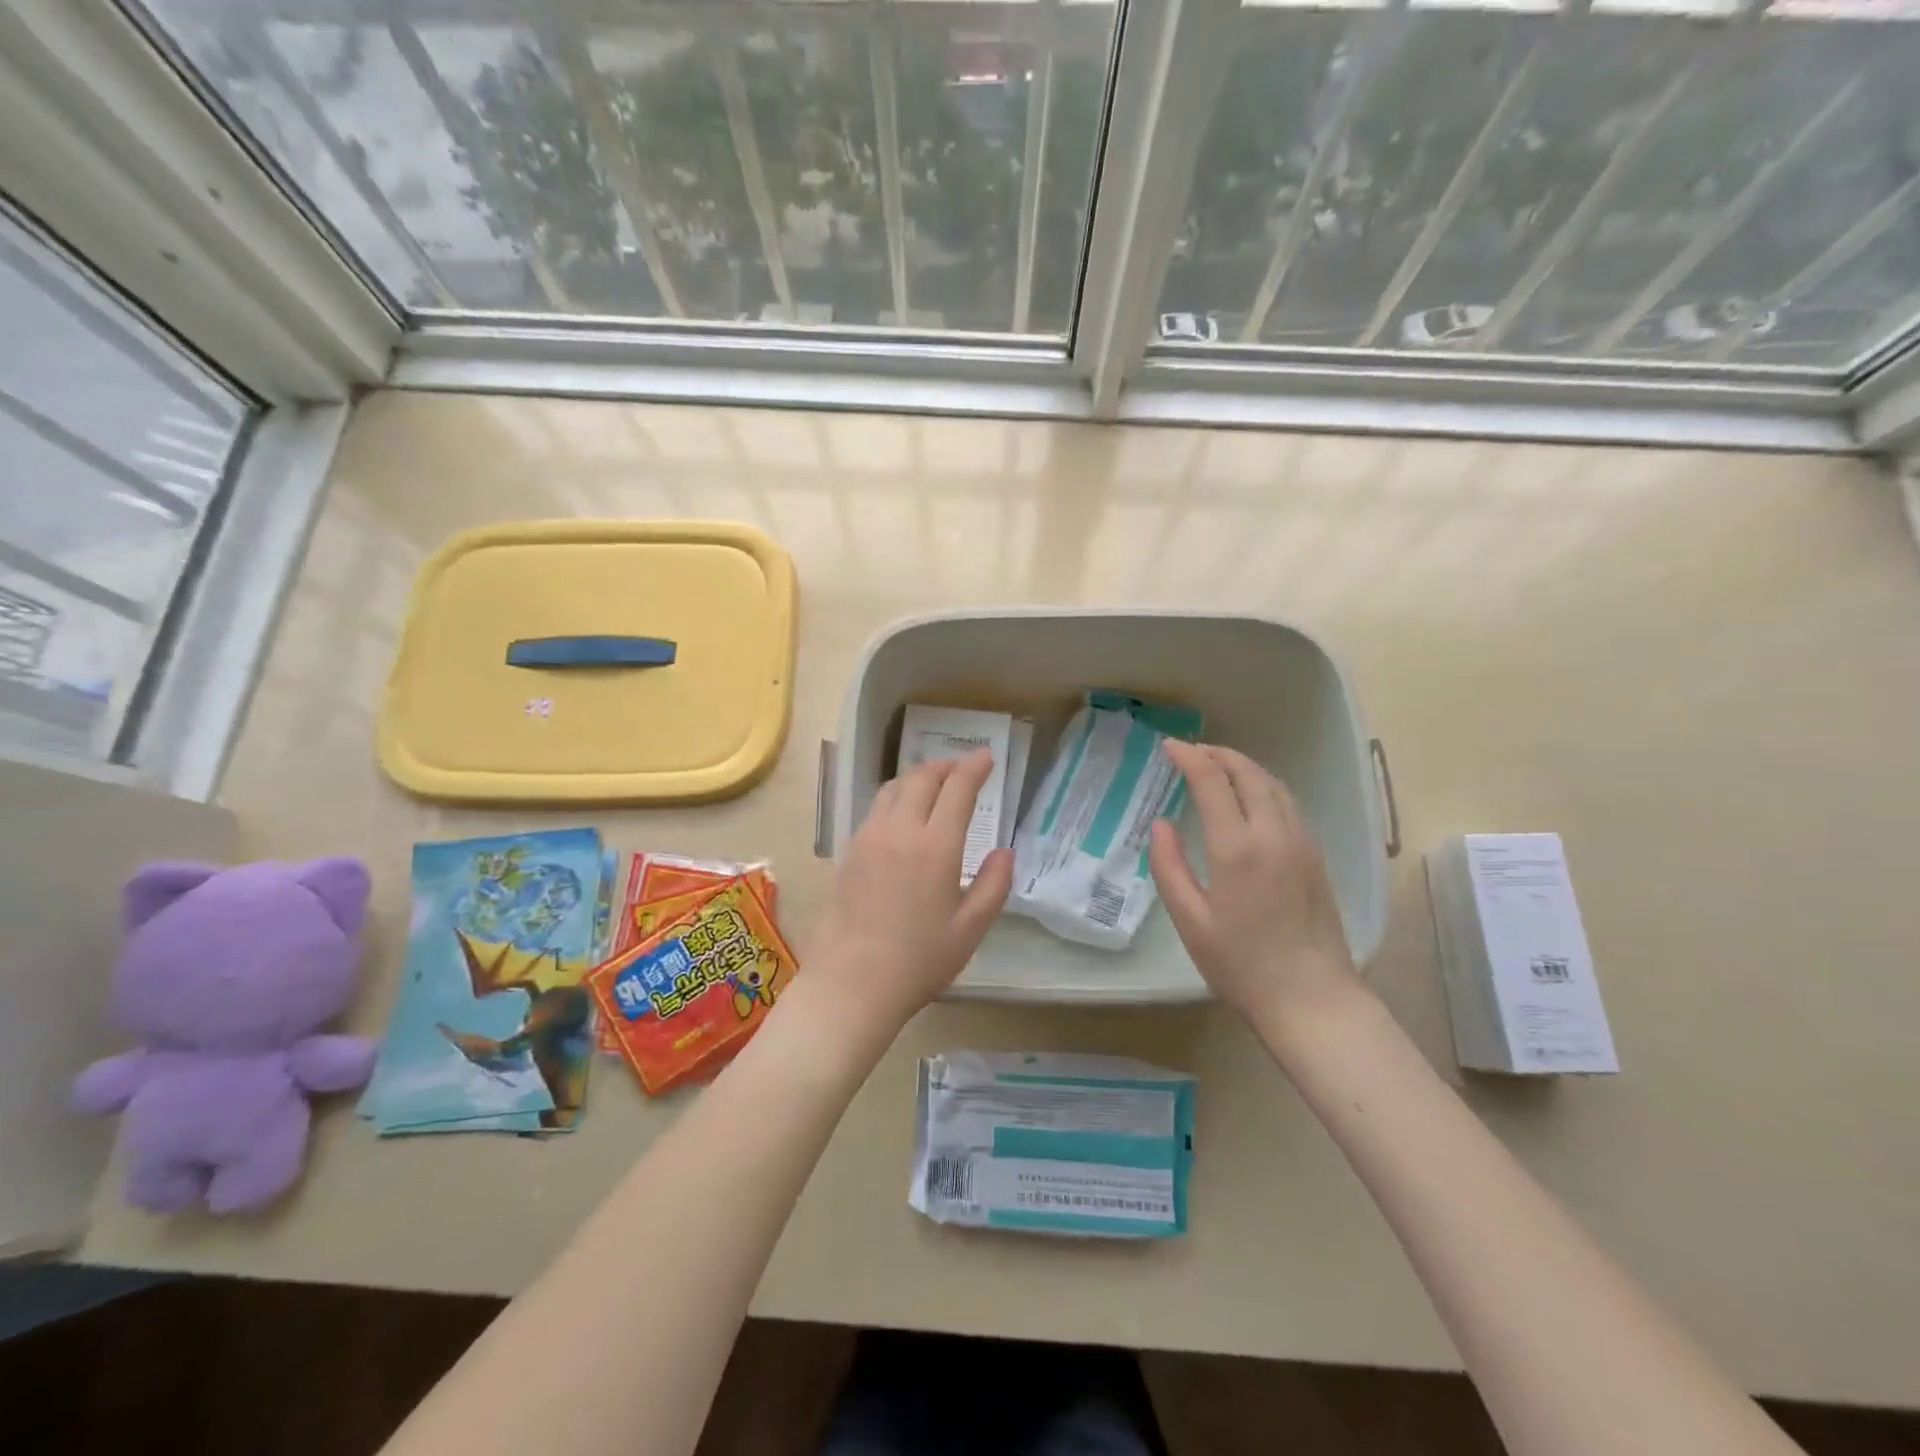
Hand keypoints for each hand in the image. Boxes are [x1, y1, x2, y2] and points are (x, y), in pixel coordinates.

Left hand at [808, 749, 1011, 1035]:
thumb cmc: (918, 961)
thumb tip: (1005, 852)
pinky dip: (896, 797)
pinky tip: (902, 816)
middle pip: (922, 779)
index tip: (987, 756)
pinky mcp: (848, 852)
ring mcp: (868, 838)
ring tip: (933, 785)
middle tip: (963, 769)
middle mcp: (900, 831)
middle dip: (946, 767)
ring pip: (893, 788)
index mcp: (936, 846)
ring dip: (918, 778)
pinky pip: (875, 809)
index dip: (975, 767)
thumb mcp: (970, 929)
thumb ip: (994, 885)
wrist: (851, 983)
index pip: (958, 789)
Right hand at [1149, 741, 1361, 1025]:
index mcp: (1237, 847)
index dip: (1189, 757)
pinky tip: (1250, 798)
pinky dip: (1264, 786)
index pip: (1212, 781)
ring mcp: (1301, 842)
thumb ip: (1169, 866)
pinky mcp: (1316, 856)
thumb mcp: (1190, 920)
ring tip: (1218, 766)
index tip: (1169, 747)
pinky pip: (1288, 803)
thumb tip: (1161, 824)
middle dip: (1218, 754)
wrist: (1313, 999)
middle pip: (1248, 773)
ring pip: (1274, 784)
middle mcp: (1274, 833)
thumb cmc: (1241, 965)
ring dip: (1244, 767)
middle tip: (1192, 751)